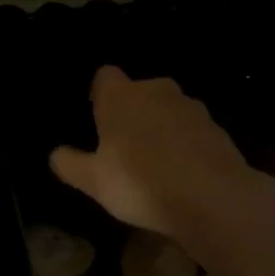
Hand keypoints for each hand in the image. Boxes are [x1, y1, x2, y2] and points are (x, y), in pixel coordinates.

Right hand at [50, 67, 262, 241]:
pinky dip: (185, 145)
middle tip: (122, 147)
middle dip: (131, 112)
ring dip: (160, 128)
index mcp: (121, 96)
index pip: (104, 76)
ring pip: (168, 111)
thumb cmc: (140, 183)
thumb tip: (56, 154)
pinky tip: (182, 175)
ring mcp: (192, 108)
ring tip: (154, 165)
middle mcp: (157, 91)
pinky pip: (192, 131)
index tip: (96, 118)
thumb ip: (70, 164)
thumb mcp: (93, 181)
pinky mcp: (218, 129)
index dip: (99, 94)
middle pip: (139, 92)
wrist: (213, 199)